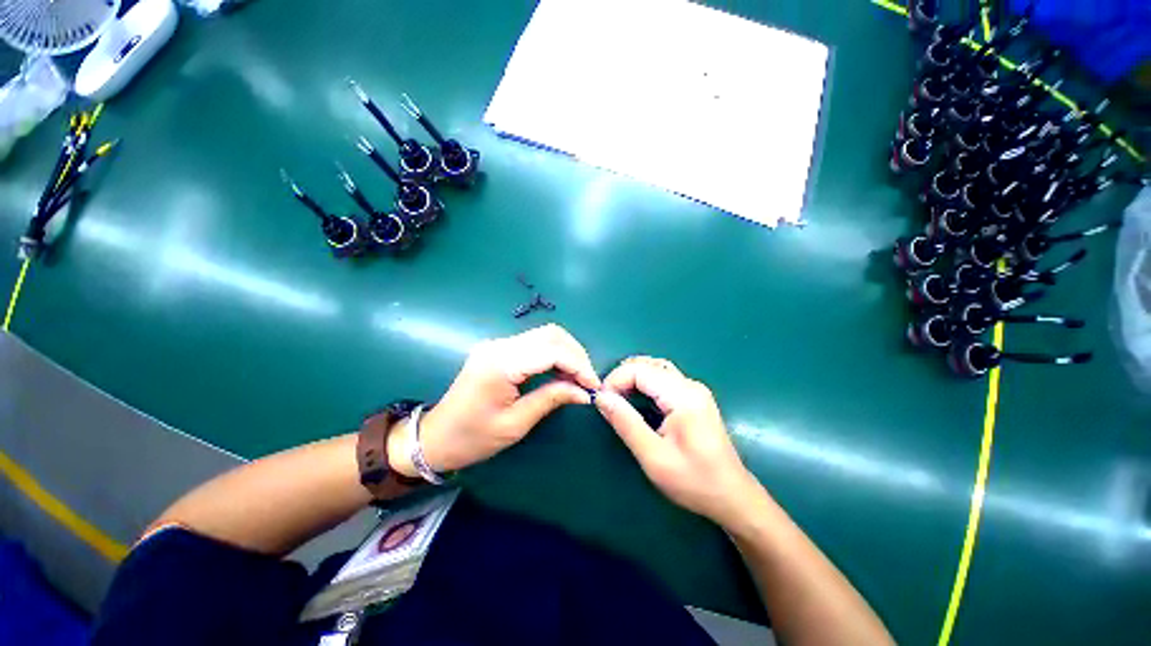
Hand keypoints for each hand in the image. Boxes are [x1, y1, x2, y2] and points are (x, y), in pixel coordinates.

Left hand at [390, 324, 600, 476]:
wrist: (435, 437)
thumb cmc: (473, 437)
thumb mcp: (516, 424)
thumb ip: (551, 399)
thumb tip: (584, 392)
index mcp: (501, 364)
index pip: (551, 352)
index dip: (578, 365)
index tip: (594, 385)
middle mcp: (499, 345)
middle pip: (550, 334)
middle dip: (576, 354)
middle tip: (588, 380)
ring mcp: (497, 344)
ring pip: (544, 335)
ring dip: (567, 352)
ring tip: (578, 377)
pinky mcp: (498, 349)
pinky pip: (534, 343)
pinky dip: (553, 354)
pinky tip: (560, 371)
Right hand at [594, 356, 765, 526]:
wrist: (732, 497)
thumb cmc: (694, 481)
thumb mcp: (654, 457)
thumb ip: (626, 423)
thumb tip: (601, 398)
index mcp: (683, 396)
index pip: (640, 370)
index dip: (615, 380)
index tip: (601, 401)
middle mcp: (690, 385)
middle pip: (648, 365)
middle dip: (622, 377)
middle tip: (607, 400)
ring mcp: (695, 390)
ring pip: (656, 369)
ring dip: (632, 378)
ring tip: (617, 398)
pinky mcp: (694, 397)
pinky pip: (663, 379)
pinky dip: (644, 383)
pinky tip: (635, 398)